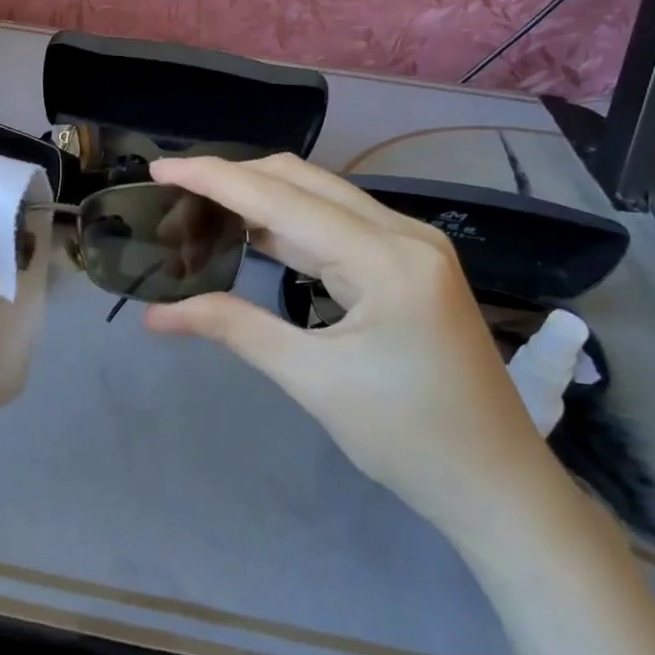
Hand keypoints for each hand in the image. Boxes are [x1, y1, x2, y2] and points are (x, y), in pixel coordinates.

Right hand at [144, 154, 560, 547]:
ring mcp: (411, 246)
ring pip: (318, 199)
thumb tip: (157, 314)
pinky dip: (287, 225)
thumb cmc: (409, 438)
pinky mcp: (408, 265)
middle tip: (174, 195)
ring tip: (199, 212)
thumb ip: (235, 329)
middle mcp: (403, 233)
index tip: (158, 169)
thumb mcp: (312, 381)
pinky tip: (251, 234)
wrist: (497, 484)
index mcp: (386, 257)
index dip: (214, 179)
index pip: (281, 199)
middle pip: (302, 181)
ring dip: (258, 200)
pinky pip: (336, 227)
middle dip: (233, 179)